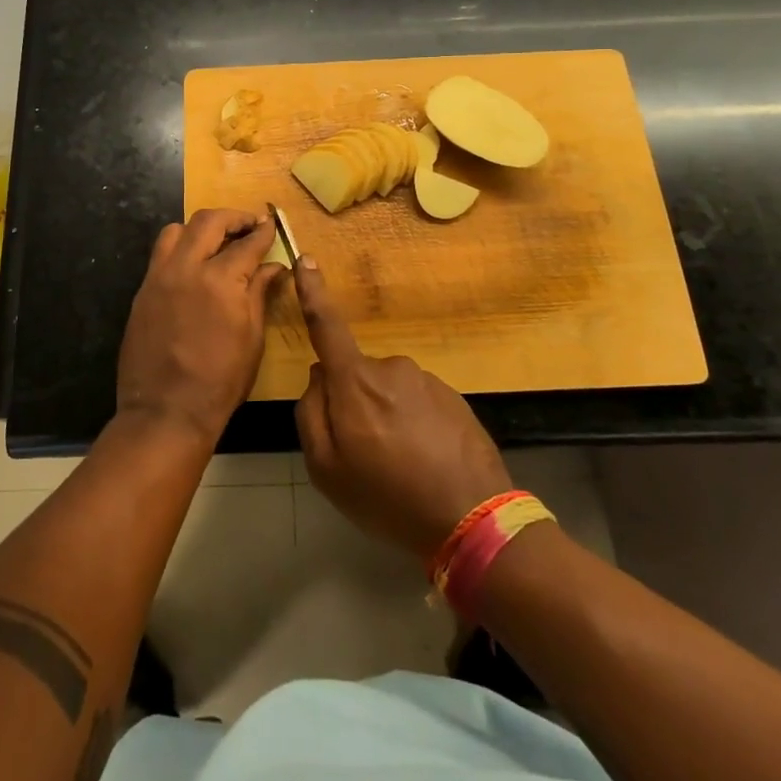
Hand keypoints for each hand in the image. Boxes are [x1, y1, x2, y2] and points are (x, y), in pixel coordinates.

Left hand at [116, 209, 288, 446]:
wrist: (165, 411)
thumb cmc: (220, 381)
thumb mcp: (252, 338)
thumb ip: (260, 293)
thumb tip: (274, 267)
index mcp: (220, 280)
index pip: (246, 242)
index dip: (262, 231)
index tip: (271, 224)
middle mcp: (186, 268)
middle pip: (208, 221)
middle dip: (232, 217)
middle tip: (248, 224)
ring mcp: (159, 277)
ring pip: (176, 230)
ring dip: (200, 228)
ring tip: (216, 241)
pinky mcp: (142, 290)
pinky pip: (160, 255)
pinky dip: (180, 248)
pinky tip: (193, 266)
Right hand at [293, 258, 512, 558]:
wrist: (474, 521)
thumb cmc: (387, 497)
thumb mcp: (327, 469)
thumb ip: (311, 414)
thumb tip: (319, 377)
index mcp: (355, 381)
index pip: (327, 325)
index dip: (312, 291)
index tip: (305, 259)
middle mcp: (390, 368)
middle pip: (357, 374)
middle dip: (354, 402)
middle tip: (365, 454)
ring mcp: (426, 380)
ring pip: (389, 390)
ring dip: (387, 417)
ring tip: (401, 466)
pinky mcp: (453, 397)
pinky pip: (418, 403)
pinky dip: (415, 426)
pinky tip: (425, 462)